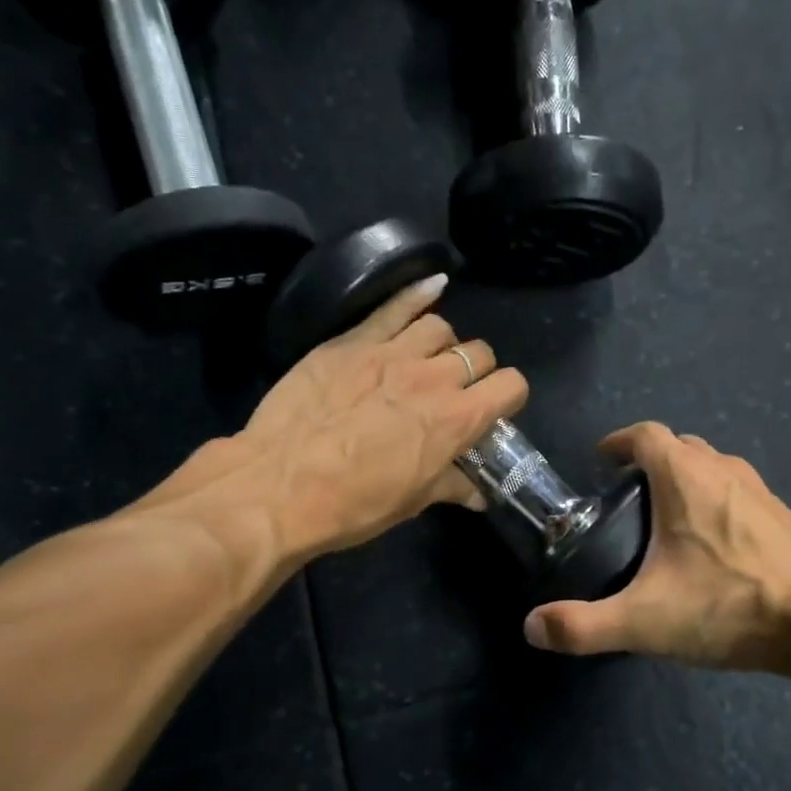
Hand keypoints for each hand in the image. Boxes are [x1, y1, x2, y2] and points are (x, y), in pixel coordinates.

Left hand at [141, 275, 527, 560]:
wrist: (279, 487)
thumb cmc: (353, 504)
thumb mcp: (412, 502)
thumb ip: (452, 486)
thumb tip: (479, 494)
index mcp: (456, 420)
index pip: (510, 385)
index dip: (508, 396)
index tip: (494, 409)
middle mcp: (434, 378)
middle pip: (479, 353)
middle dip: (477, 371)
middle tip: (456, 391)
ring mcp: (392, 352)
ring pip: (440, 327)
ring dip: (443, 344)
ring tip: (428, 360)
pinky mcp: (353, 341)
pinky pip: (395, 306)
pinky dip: (418, 294)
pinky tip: (433, 286)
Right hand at [522, 422, 790, 674]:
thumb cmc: (731, 606)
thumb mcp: (646, 621)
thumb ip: (584, 626)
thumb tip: (532, 627)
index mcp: (687, 477)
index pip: (645, 435)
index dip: (619, 441)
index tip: (601, 460)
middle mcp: (725, 471)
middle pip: (681, 446)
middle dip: (651, 460)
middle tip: (628, 495)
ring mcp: (763, 492)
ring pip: (715, 468)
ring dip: (688, 480)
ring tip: (668, 520)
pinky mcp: (787, 518)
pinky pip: (741, 495)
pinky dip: (719, 503)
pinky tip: (717, 548)